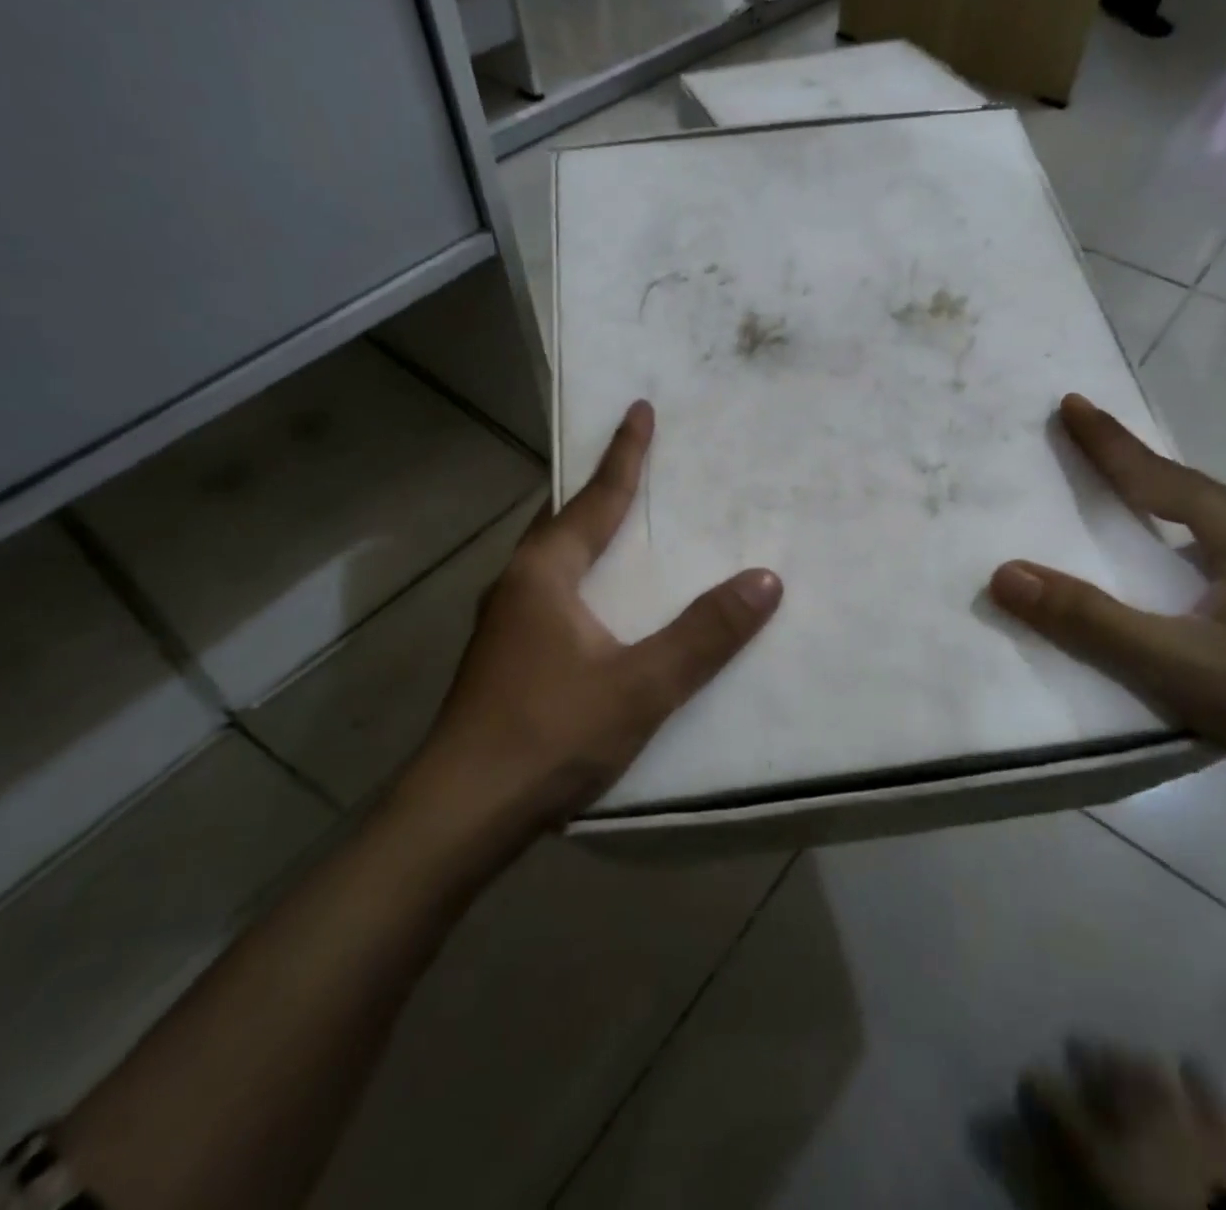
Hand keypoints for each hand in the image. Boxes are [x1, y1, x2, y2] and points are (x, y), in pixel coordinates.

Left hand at [412, 400, 780, 835]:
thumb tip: (765, 579)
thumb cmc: (548, 735)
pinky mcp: (504, 662)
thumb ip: (704, 635)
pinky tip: (597, 609)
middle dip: (598, 492)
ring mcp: (504, 626)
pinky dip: (580, 580)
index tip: (639, 409)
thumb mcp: (639, 686)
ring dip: (585, 537)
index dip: (624, 455)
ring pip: (551, 562)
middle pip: (563, 522)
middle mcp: (516, 587)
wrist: (460, 814)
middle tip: (635, 468)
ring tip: (621, 530)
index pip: (594, 500)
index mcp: (543, 574)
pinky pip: (549, 597)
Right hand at [989, 395, 1225, 806]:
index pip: (1158, 475)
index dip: (1108, 441)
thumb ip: (1089, 619)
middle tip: (1084, 444)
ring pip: (1210, 520)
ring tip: (1120, 499)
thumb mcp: (1176, 664)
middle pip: (1187, 487)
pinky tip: (1176, 567)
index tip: (1071, 401)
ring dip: (1161, 502)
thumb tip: (1006, 573)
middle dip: (1133, 464)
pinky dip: (1184, 540)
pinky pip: (1225, 549)